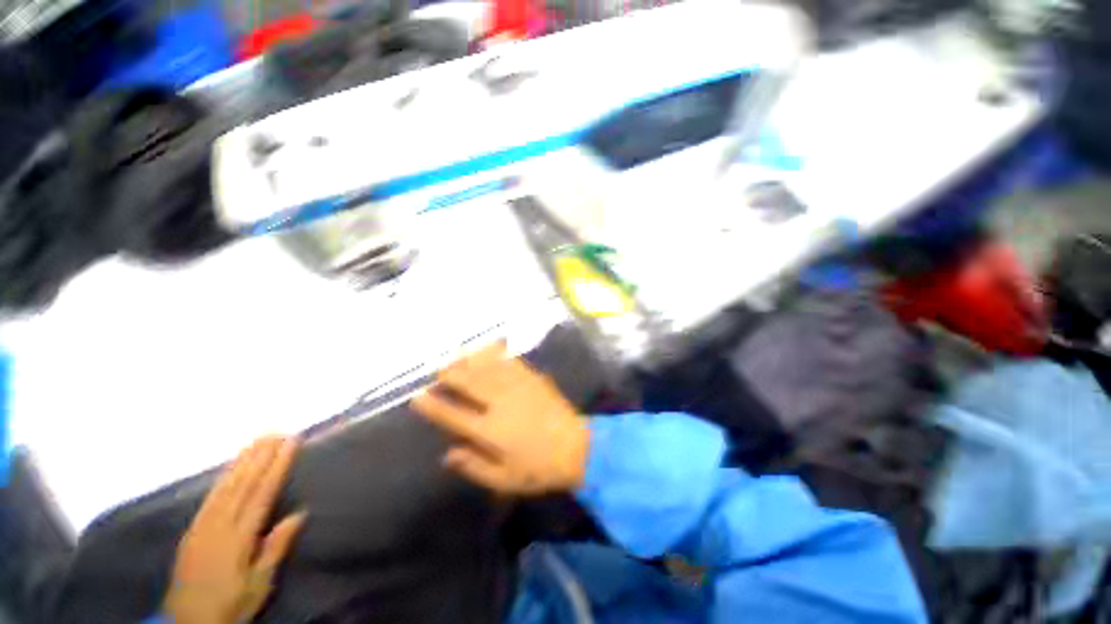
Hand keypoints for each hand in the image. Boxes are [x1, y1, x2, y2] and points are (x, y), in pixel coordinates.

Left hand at [165, 437, 305, 623]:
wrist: (187, 622)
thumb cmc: (231, 603)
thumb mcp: (259, 583)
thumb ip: (276, 547)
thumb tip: (300, 513)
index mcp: (239, 537)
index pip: (262, 492)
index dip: (277, 465)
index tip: (291, 442)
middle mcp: (220, 525)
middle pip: (243, 483)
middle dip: (261, 455)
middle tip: (276, 431)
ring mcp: (203, 525)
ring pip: (225, 485)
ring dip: (243, 460)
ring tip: (257, 440)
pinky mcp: (193, 529)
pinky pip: (210, 496)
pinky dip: (223, 476)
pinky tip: (231, 466)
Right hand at [412, 342, 589, 495]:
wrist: (576, 447)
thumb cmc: (538, 468)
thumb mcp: (504, 480)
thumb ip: (474, 466)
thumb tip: (448, 454)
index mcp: (490, 430)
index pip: (454, 416)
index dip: (434, 406)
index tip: (418, 396)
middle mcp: (500, 404)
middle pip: (469, 384)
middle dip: (450, 375)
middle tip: (438, 371)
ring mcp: (518, 388)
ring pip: (488, 368)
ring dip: (470, 360)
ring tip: (457, 356)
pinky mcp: (533, 378)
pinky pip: (512, 361)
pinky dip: (497, 353)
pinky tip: (489, 347)